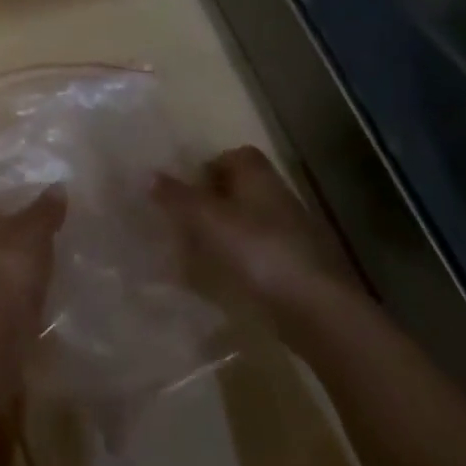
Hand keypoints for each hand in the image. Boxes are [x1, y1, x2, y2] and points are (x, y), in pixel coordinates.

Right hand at [153, 146, 363, 323]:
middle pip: (243, 189)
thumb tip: (149, 174)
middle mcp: (278, 197)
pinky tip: (225, 280)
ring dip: (228, 232)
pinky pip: (262, 254)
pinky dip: (243, 261)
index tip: (187, 186)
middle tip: (186, 219)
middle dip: (215, 200)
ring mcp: (293, 234)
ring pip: (252, 222)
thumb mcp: (208, 220)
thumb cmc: (258, 251)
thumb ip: (178, 197)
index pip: (237, 155)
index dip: (211, 165)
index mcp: (259, 177)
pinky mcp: (299, 269)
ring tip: (198, 252)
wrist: (317, 310)